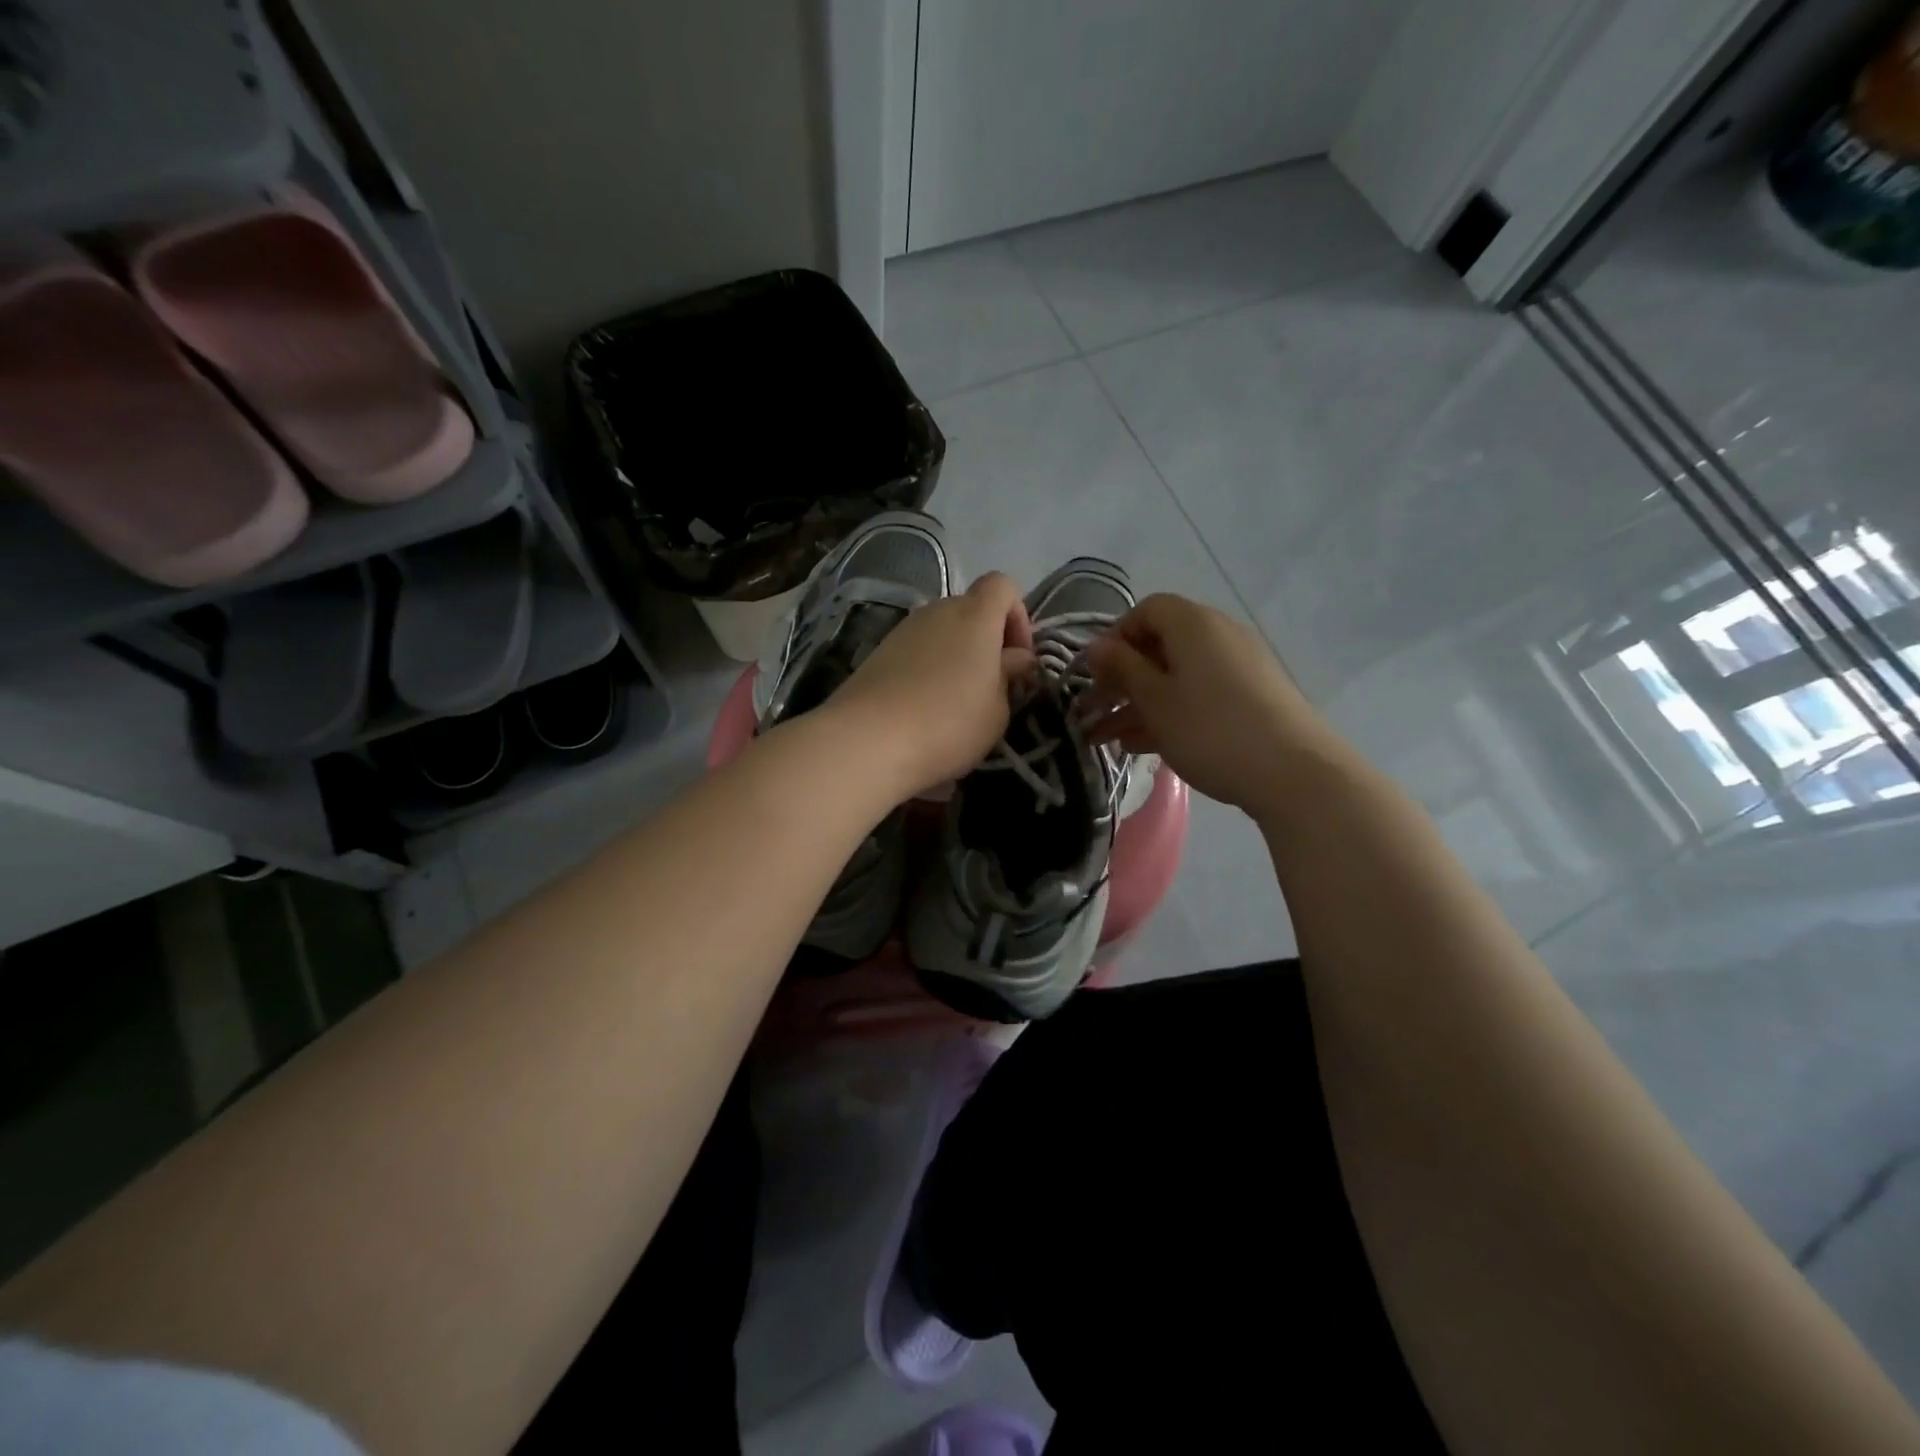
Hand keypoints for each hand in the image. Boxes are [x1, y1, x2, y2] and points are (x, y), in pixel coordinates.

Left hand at [827, 572, 1034, 797]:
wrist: (868, 740)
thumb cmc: (949, 723)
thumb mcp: (998, 709)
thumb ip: (1009, 676)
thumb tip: (1014, 658)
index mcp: (975, 615)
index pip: (1003, 586)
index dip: (1018, 616)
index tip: (1017, 658)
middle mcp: (937, 611)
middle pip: (971, 609)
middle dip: (987, 641)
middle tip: (992, 686)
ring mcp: (903, 630)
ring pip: (942, 632)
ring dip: (957, 657)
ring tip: (957, 702)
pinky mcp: (879, 652)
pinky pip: (917, 651)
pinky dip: (928, 669)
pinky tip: (925, 707)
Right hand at [1083, 594, 1341, 814]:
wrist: (1294, 772)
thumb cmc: (1210, 728)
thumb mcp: (1154, 699)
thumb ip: (1122, 668)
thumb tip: (1097, 646)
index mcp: (1193, 624)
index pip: (1145, 611)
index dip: (1114, 638)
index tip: (1094, 674)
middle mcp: (1218, 635)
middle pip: (1159, 646)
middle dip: (1120, 679)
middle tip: (1090, 711)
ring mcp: (1238, 668)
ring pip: (1175, 677)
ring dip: (1137, 703)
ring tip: (1104, 739)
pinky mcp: (1250, 698)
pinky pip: (1198, 695)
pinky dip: (1168, 713)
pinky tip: (1140, 746)